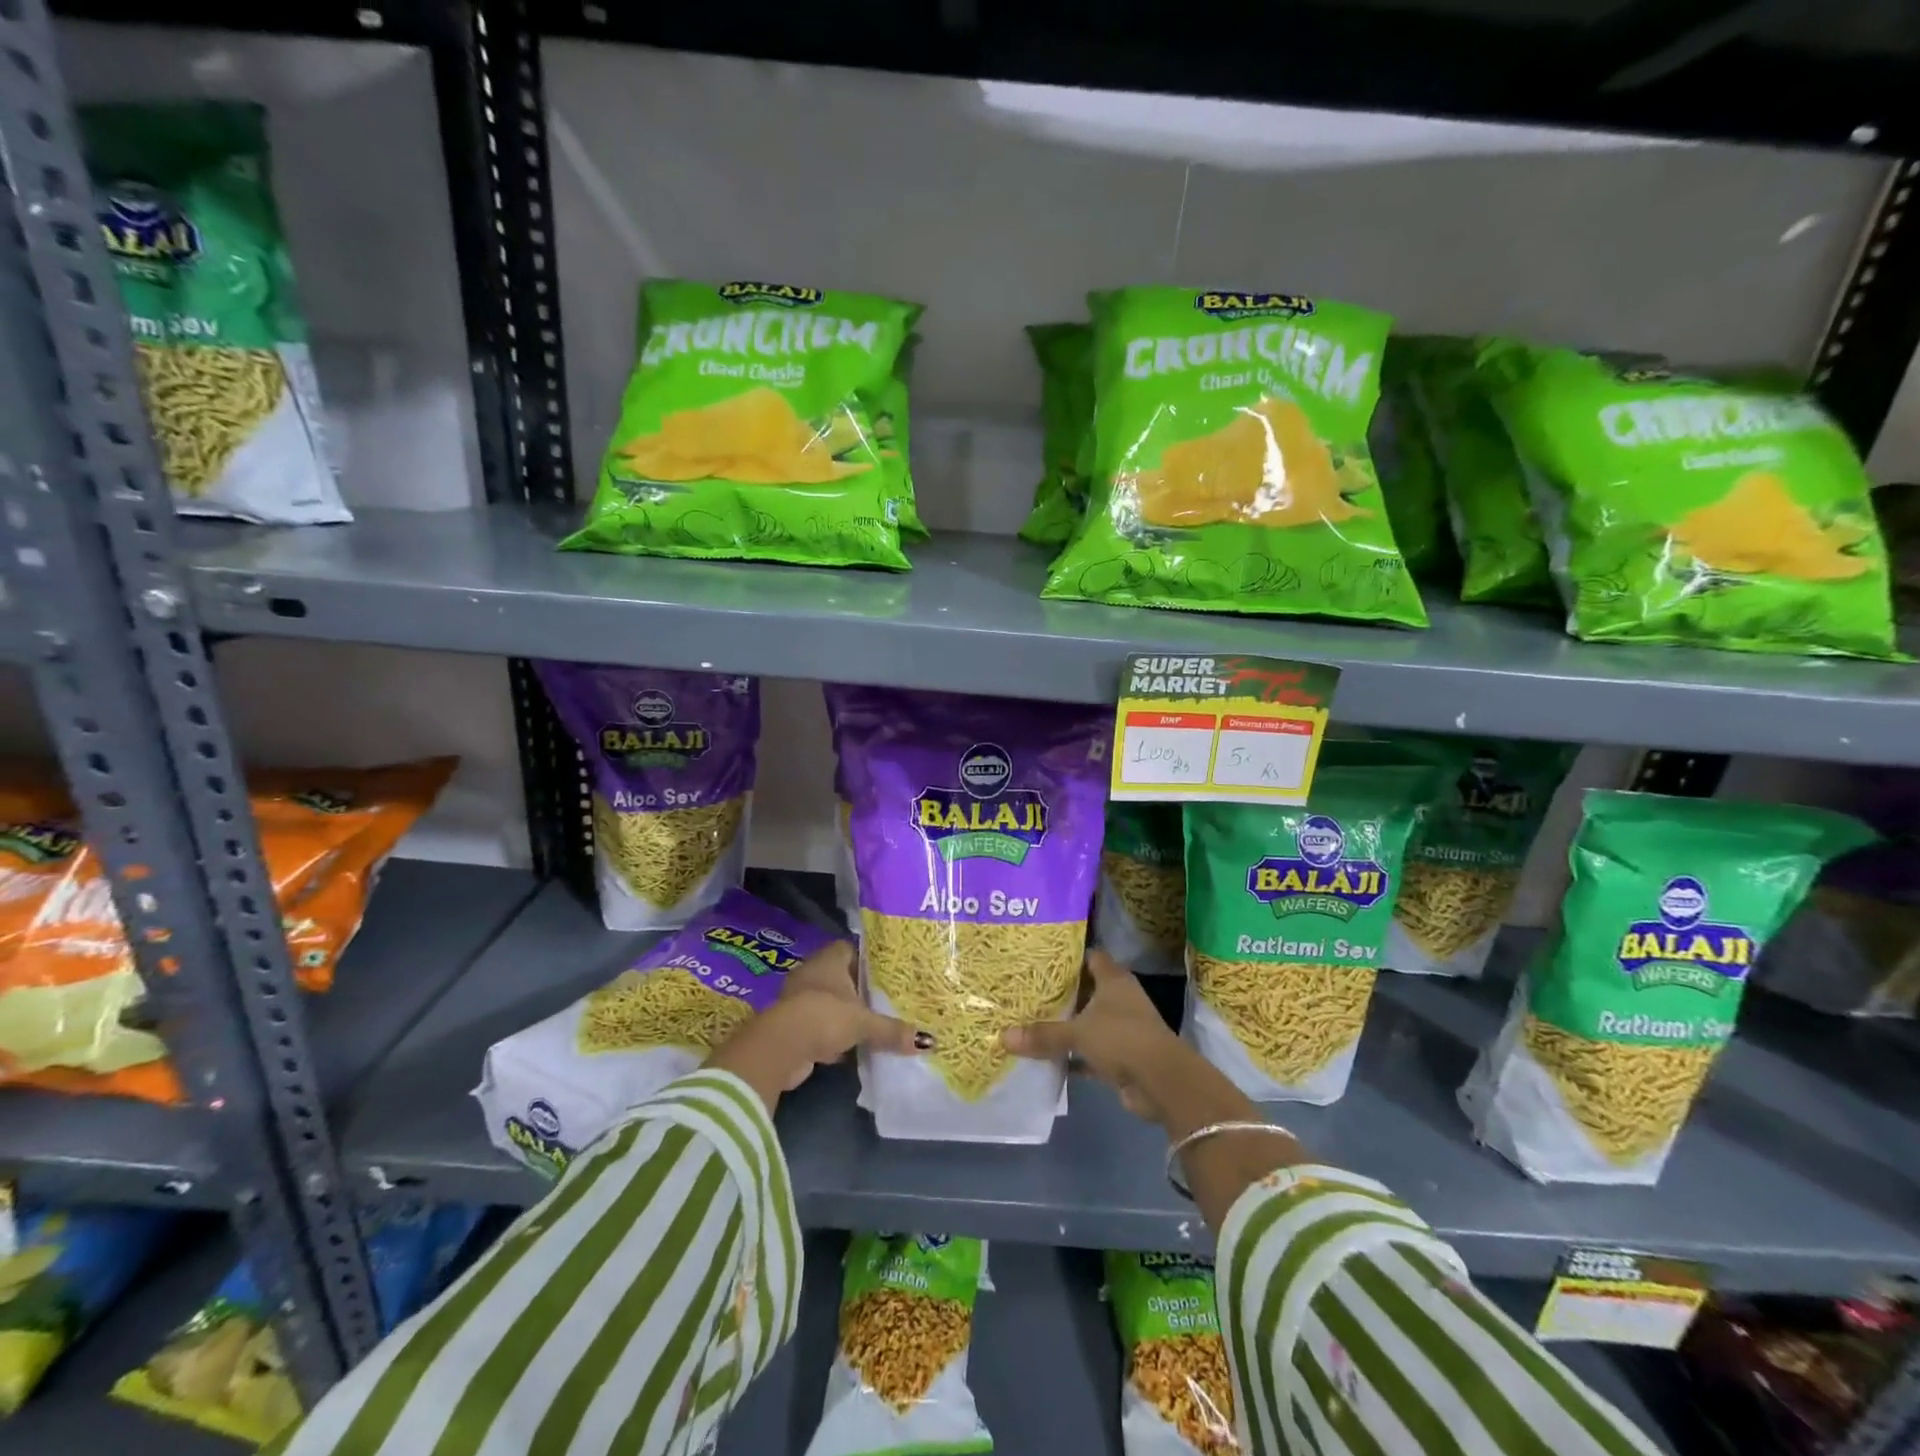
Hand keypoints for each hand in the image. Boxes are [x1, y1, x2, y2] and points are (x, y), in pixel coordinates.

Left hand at [706, 940, 926, 1109]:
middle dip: (861, 989)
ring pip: (831, 1002)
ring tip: (875, 1022)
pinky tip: (852, 1047)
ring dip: (846, 1014)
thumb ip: (892, 1030)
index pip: (852, 948)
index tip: (889, 969)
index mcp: (829, 960)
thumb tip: (928, 1041)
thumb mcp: (864, 1023)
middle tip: (888, 997)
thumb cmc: (824, 1017)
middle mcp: (813, 973)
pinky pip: (820, 1025)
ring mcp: (800, 999)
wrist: (781, 1047)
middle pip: (842, 976)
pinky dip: (833, 1035)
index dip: (870, 958)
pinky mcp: (793, 1025)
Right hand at [1002, 949, 1194, 1123]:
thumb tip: (1004, 1036)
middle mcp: (1119, 999)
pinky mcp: (1121, 1057)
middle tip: (1027, 991)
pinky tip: (1046, 1059)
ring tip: (1030, 1022)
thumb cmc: (1122, 1039)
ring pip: (1087, 1022)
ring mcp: (1122, 1029)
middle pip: (1086, 990)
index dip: (1068, 957)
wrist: (1161, 1082)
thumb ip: (1043, 1034)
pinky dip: (1073, 1056)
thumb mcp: (1078, 1033)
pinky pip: (1090, 1052)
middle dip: (1060, 993)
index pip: (1090, 957)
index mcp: (1114, 980)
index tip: (1039, 959)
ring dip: (1066, 1026)